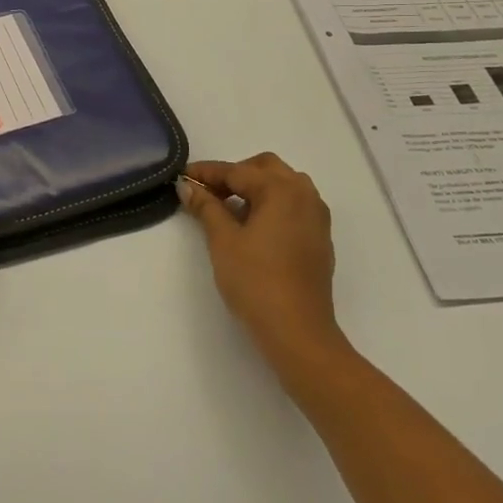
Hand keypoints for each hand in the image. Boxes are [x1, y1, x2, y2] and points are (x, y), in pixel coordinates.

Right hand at [180, 154, 342, 375]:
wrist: (298, 332)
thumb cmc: (256, 281)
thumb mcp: (223, 240)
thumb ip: (206, 207)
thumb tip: (188, 186)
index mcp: (282, 190)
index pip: (237, 171)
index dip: (207, 173)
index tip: (183, 176)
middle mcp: (305, 195)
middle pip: (266, 169)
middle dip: (235, 174)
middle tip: (208, 192)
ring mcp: (317, 218)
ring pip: (283, 186)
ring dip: (255, 189)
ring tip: (228, 210)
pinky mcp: (319, 239)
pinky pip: (293, 207)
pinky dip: (271, 206)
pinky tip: (252, 228)